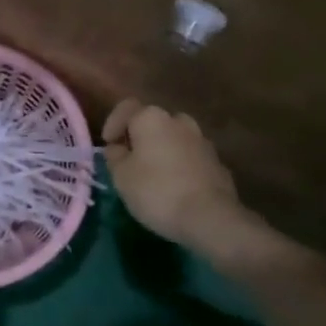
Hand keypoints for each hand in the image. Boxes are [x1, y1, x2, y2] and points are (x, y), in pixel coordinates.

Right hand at [102, 100, 245, 251]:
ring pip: (174, 139)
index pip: (126, 108)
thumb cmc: (156, 191)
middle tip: (130, 161)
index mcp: (151, 118)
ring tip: (153, 176)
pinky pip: (190, 157)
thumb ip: (114, 156)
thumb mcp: (121, 176)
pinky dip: (180, 166)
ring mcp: (202, 141)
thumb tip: (117, 148)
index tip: (108, 145)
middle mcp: (179, 121)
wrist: (210, 217)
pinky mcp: (217, 162)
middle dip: (140, 138)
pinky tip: (175, 188)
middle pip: (152, 122)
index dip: (112, 124)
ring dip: (162, 151)